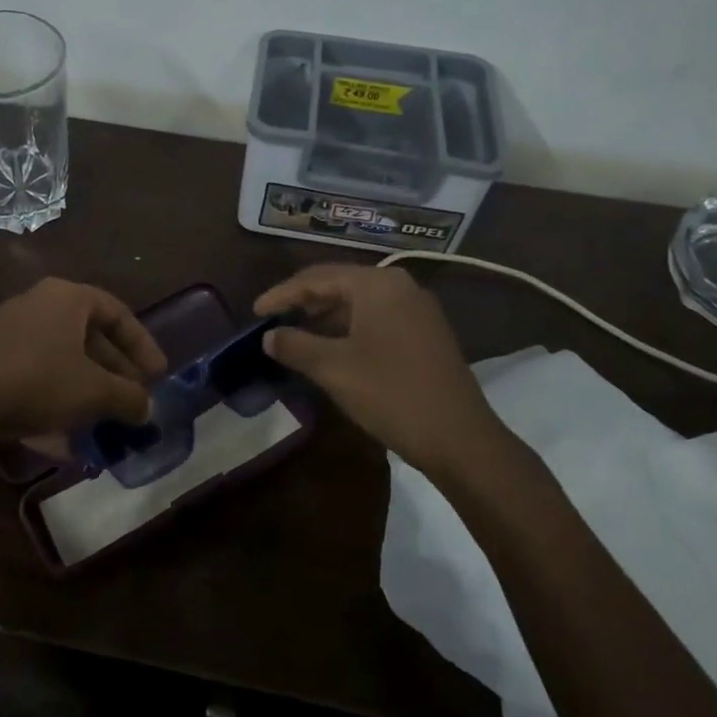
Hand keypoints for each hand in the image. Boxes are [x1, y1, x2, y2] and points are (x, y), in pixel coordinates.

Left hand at [0, 277, 167, 441]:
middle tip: (133, 399)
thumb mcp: (94, 392)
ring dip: (87, 385)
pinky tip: (65, 430)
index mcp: (68, 297)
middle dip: (114, 370)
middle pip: (89, 334)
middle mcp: (39, 303)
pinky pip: (37, 370)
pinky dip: (58, 394)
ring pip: (63, 355)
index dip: (142, 344)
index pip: (117, 312)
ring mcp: (10, 328)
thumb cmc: (38, 381)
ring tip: (104, 418)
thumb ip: (128, 397)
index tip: (158, 375)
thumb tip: (147, 408)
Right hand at [255, 263, 510, 475]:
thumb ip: (295, 345)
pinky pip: (377, 319)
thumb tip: (269, 336)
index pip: (318, 277)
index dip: (282, 294)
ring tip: (296, 335)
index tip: (255, 311)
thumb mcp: (334, 369)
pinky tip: (332, 349)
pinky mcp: (426, 333)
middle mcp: (400, 286)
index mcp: (377, 284)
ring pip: (359, 303)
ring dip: (325, 317)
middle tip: (274, 320)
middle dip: (304, 302)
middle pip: (340, 284)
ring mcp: (418, 310)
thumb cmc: (391, 394)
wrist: (460, 439)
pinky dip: (348, 329)